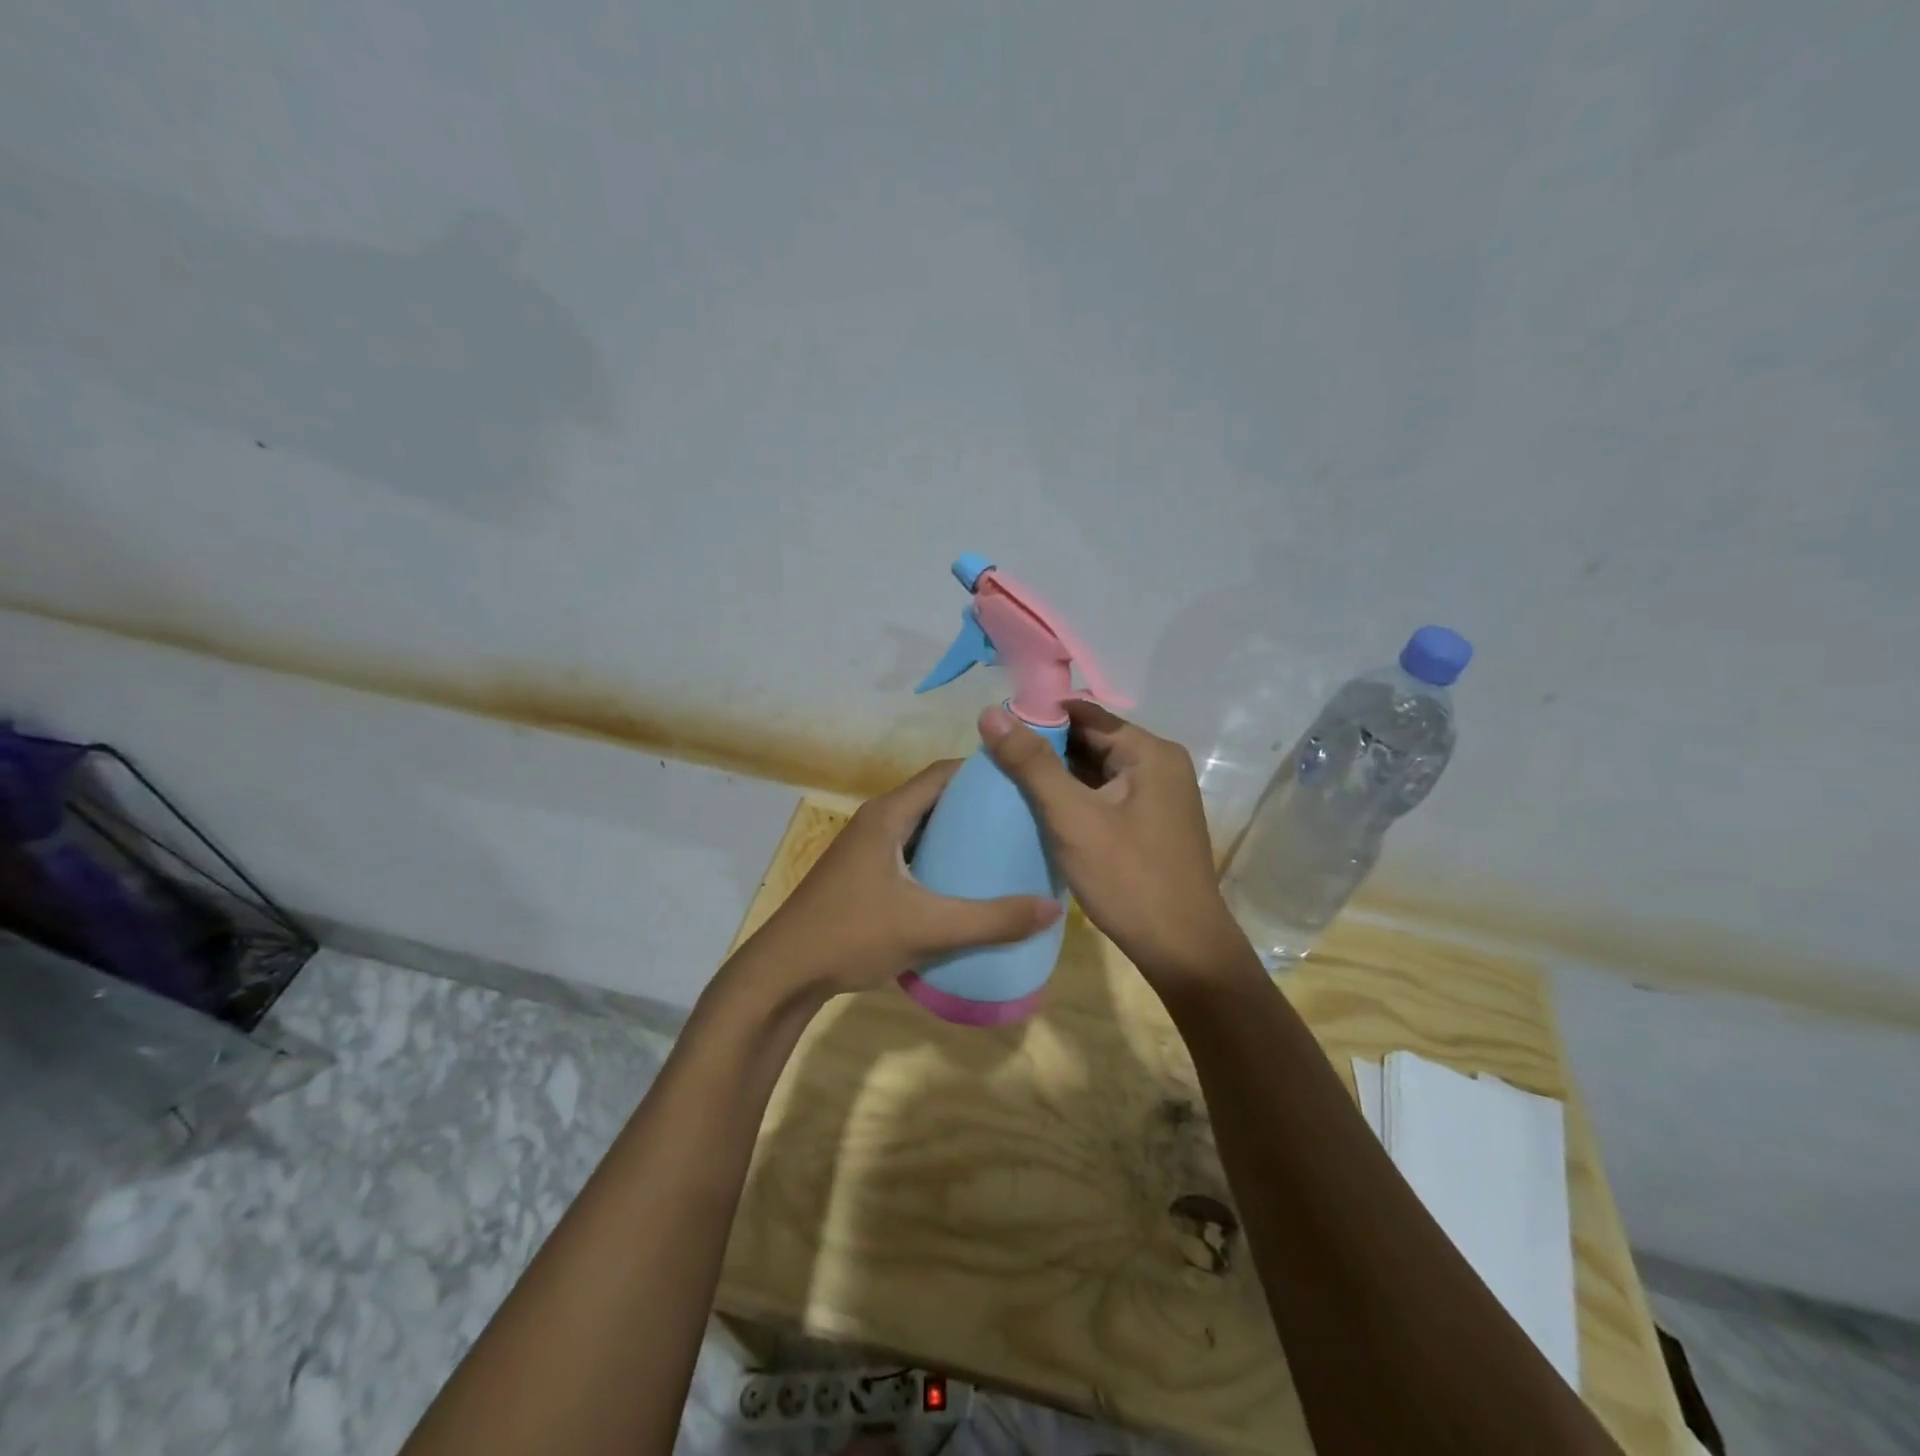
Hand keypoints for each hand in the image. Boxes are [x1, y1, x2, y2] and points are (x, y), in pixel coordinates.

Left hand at [738, 760, 1060, 1000]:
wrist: (784, 973)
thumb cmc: (852, 935)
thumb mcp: (928, 928)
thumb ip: (992, 920)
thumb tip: (1052, 908)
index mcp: (888, 815)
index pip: (943, 773)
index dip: (983, 772)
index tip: (1024, 783)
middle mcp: (877, 822)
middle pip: (935, 798)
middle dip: (977, 804)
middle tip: (1023, 820)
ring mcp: (867, 849)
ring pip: (922, 827)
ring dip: (958, 833)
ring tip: (1003, 849)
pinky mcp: (864, 874)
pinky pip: (911, 851)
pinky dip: (939, 857)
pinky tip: (964, 882)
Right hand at [978, 701, 1256, 987]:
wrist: (1182, 950)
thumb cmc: (1128, 878)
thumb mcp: (1073, 818)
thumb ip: (1032, 764)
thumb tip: (990, 713)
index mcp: (1149, 752)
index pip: (1085, 714)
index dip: (1038, 715)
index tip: (994, 727)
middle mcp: (1159, 765)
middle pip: (1092, 741)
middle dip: (1045, 747)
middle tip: (993, 756)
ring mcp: (1158, 796)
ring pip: (1096, 770)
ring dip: (1057, 775)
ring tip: (1006, 779)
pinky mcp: (1150, 823)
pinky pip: (1105, 795)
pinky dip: (1074, 797)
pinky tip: (1040, 808)